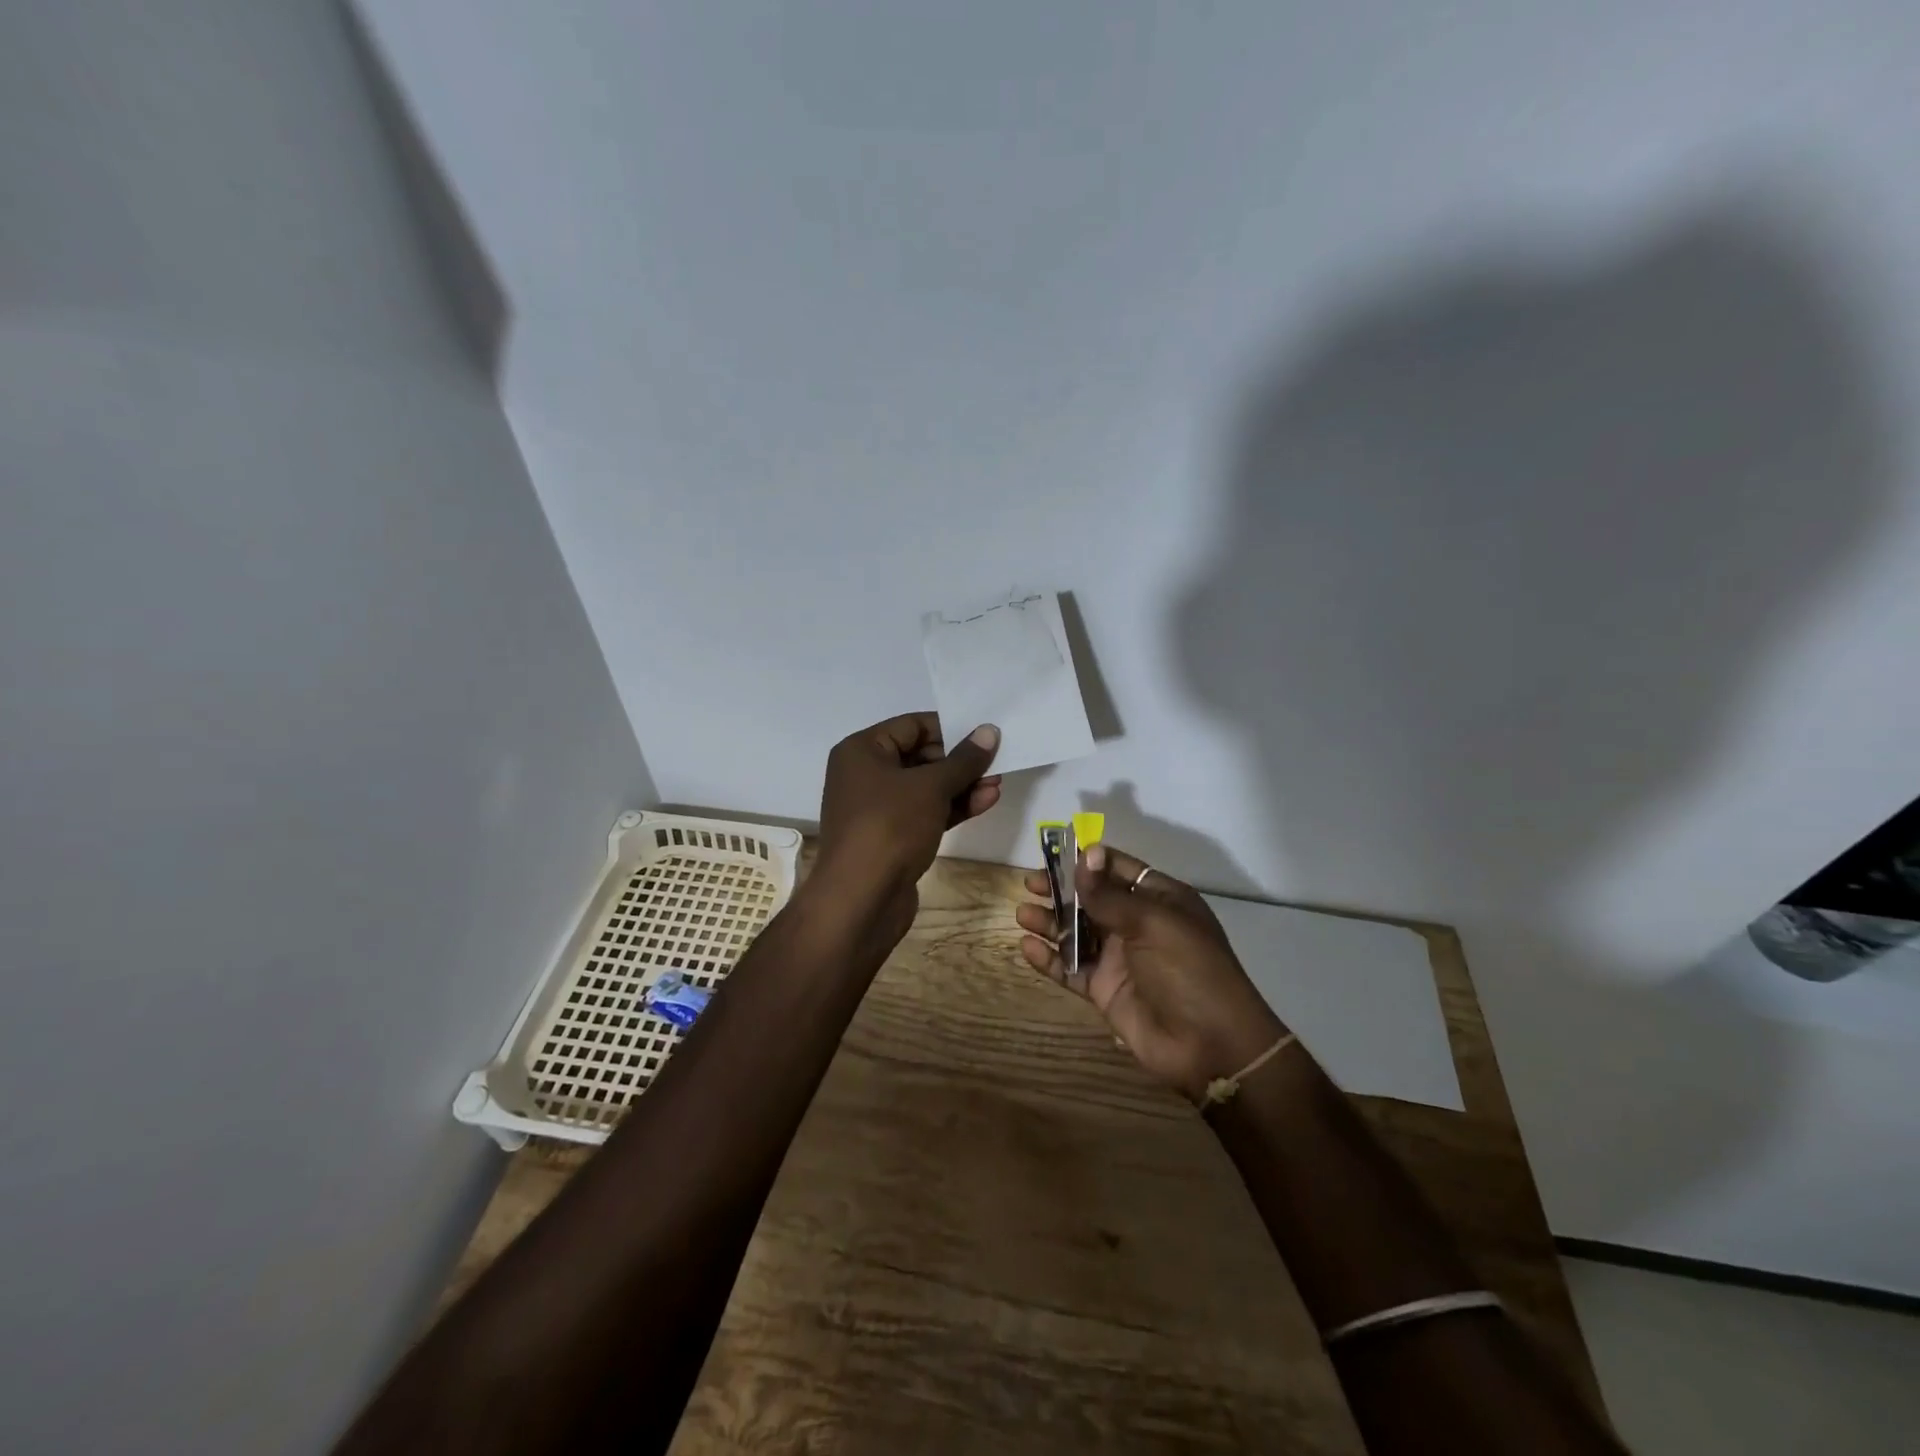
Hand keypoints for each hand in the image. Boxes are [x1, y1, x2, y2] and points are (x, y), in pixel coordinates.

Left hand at [812, 713, 1001, 932]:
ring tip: (998, 782)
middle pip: (920, 756)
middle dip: (960, 761)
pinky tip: (986, 802)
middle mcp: (865, 775)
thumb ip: (964, 759)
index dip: (949, 728)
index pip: (911, 726)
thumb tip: (989, 731)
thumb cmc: (890, 827)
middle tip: (997, 761)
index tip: (984, 734)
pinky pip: (926, 812)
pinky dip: (952, 807)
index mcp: (862, 751)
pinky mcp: (893, 837)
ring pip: (926, 788)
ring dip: (962, 785)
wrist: (861, 899)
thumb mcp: (931, 787)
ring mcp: (878, 809)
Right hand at [1017, 844, 1286, 1103]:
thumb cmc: (1189, 970)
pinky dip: (1050, 959)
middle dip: (1061, 889)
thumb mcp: (1153, 923)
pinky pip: (1072, 968)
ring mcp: (1120, 958)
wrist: (1211, 1046)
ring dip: (1051, 922)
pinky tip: (1028, 948)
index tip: (1052, 853)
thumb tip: (1085, 854)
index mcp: (1159, 899)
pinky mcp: (1105, 990)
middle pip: (1092, 899)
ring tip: (1023, 914)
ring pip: (1077, 932)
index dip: (1087, 860)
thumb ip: (1110, 895)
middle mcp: (1137, 924)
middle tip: (1030, 884)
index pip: (1117, 868)